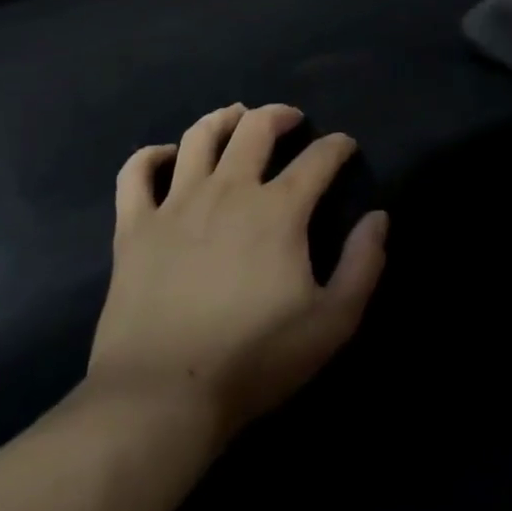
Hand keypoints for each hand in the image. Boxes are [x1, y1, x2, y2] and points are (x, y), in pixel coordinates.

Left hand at [89, 104, 387, 438]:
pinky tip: (167, 156)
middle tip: (292, 120)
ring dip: (223, 119)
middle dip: (280, 115)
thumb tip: (378, 218)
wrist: (163, 395)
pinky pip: (136, 173)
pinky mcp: (134, 228)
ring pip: (199, 136)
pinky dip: (151, 156)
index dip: (337, 146)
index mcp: (278, 210)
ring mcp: (175, 204)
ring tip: (237, 118)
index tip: (345, 146)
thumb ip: (363, 264)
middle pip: (256, 128)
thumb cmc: (255, 359)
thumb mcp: (332, 322)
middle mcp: (228, 191)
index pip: (318, 159)